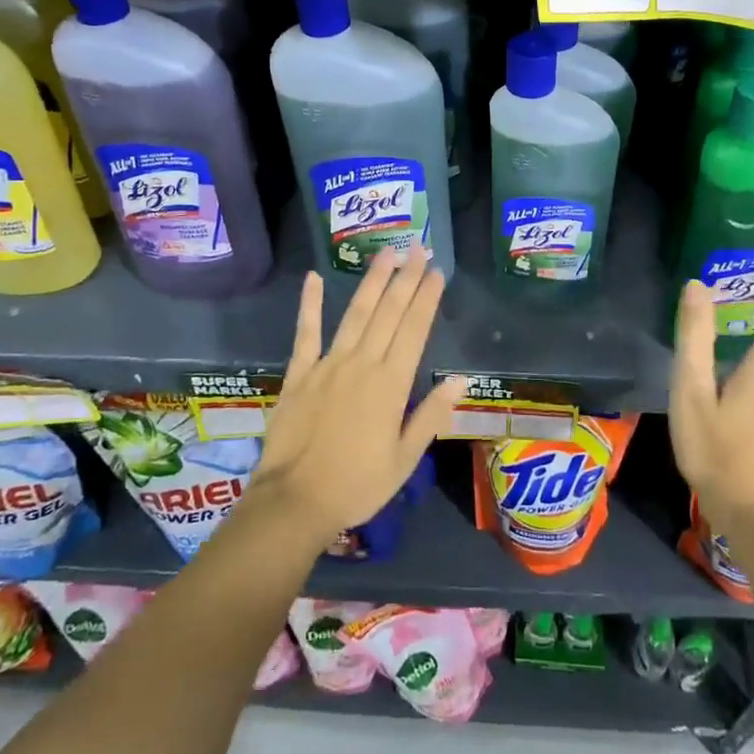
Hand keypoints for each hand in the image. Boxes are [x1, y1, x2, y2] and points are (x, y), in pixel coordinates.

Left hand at [251, 247, 462, 546]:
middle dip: (406, 279)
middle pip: (388, 313)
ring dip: (372, 282)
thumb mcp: (405, 460)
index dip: (427, 298)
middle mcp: (362, 364)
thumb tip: (459, 380)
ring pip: (355, 315)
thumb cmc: (357, 486)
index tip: (437, 272)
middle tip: (418, 249)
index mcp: (390, 385)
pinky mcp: (299, 374)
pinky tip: (314, 278)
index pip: (414, 330)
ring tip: (385, 254)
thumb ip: (431, 416)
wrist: (294, 503)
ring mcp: (327, 365)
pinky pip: (305, 333)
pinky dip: (310, 305)